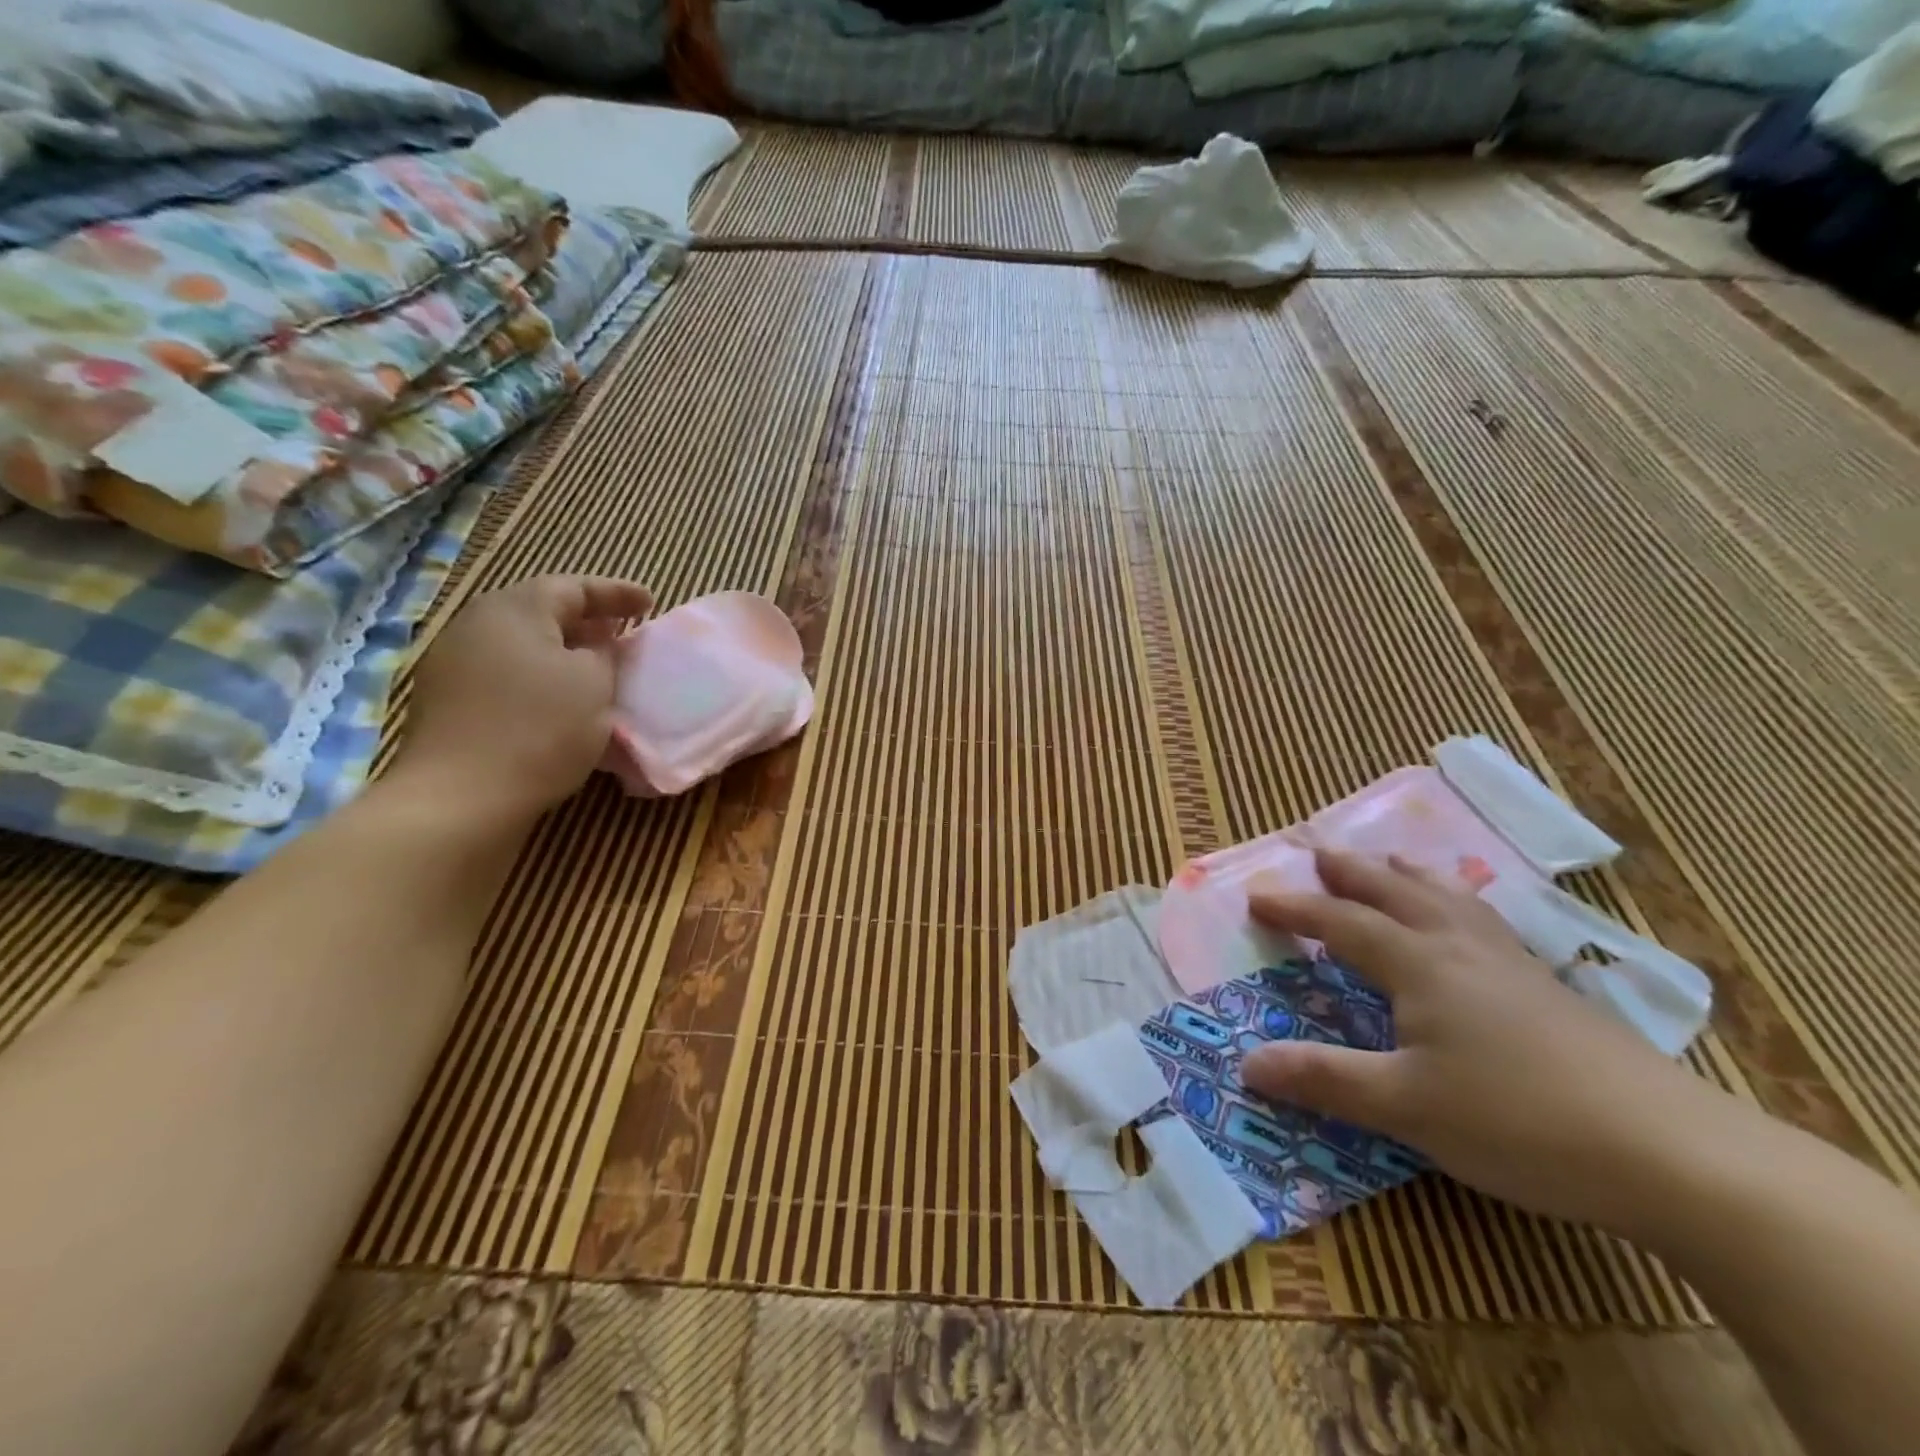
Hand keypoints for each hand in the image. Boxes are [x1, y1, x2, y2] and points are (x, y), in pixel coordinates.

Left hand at [398, 576, 651, 822]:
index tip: (651, 604)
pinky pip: (506, 674)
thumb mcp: (594, 683)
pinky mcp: (447, 702)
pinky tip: (561, 701)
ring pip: (522, 645)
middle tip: (623, 633)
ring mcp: (453, 664)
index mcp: (513, 609)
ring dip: (562, 652)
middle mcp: (475, 625)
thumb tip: (596, 647)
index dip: (616, 593)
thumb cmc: (540, 728)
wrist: (461, 797)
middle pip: (540, 611)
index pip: (573, 587)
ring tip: (597, 668)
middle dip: (586, 621)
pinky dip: (540, 678)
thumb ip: (604, 654)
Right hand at [1241, 851, 1717, 1236]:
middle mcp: (1460, 948)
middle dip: (1351, 872)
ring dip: (1408, 875)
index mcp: (1420, 964)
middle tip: (1319, 851)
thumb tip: (1246, 1064)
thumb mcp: (1405, 1106)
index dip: (1296, 908)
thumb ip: (1324, 1079)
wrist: (1673, 1153)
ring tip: (1390, 860)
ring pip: (1449, 898)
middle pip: (1395, 891)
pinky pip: (1486, 921)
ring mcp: (1512, 964)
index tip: (1256, 898)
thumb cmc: (1518, 1121)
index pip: (1342, 922)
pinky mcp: (1551, 990)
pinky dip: (1458, 903)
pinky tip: (1471, 923)